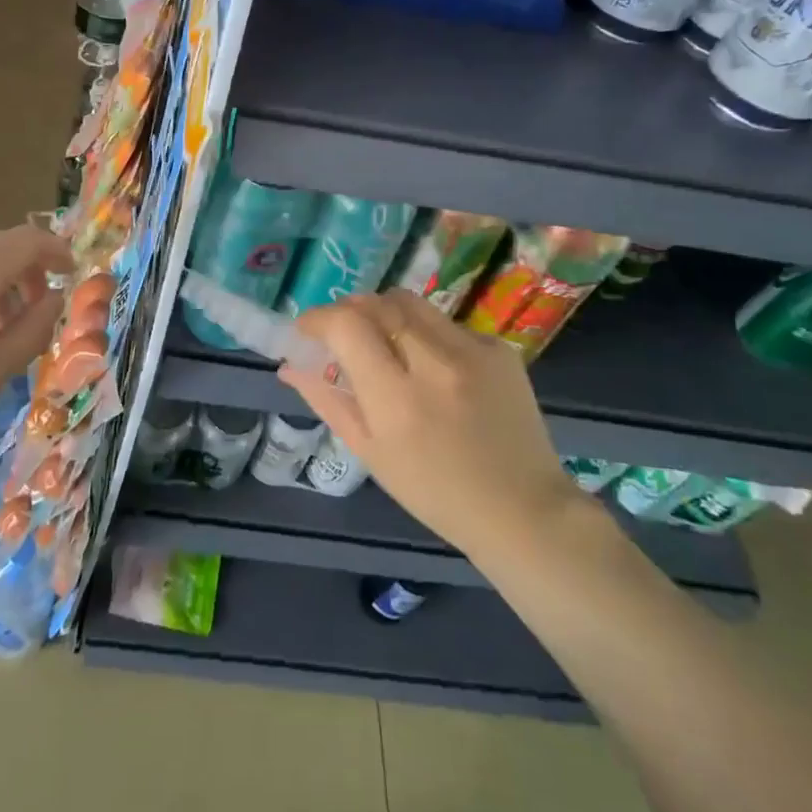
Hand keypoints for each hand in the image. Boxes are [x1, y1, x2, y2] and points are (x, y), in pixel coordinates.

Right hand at [279, 291, 581, 560]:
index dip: (318, 318)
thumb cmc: (434, 492)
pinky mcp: (499, 348)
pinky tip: (434, 367)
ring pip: (411, 303)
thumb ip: (327, 400)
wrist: (521, 508)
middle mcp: (434, 363)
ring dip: (385, 313)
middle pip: (378, 302)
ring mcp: (472, 350)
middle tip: (343, 333)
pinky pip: (446, 323)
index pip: (347, 325)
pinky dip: (425, 334)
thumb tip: (290, 365)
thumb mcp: (370, 452)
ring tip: (386, 343)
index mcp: (396, 397)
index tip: (307, 330)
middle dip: (350, 310)